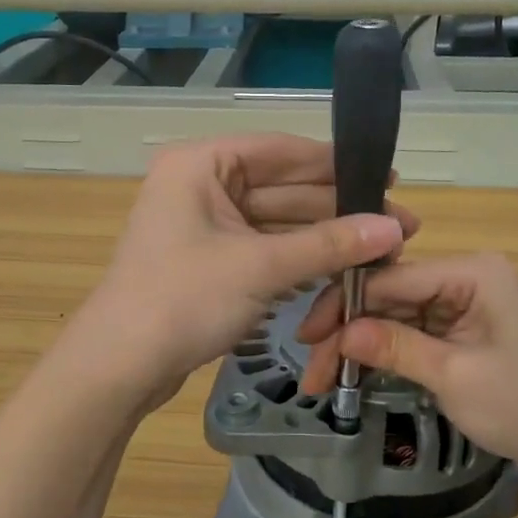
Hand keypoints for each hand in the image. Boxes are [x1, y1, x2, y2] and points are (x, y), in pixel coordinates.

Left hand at [76, 134, 416, 404]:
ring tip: (380, 248)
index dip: (336, 164)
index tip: (389, 176)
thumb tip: (394, 227)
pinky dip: (297, 258)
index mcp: (201, 164)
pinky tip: (341, 266)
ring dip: (322, 237)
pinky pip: (262, 249)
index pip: (281, 151)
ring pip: (274, 222)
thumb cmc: (183, 299)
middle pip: (281, 188)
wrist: (119, 366)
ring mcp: (202, 226)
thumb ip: (329, 244)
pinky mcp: (208, 262)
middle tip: (399, 223)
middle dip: (337, 208)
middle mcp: (200, 185)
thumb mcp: (261, 267)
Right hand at [295, 252, 517, 504]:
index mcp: (473, 273)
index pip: (391, 278)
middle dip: (348, 332)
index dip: (344, 305)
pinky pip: (412, 333)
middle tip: (313, 373)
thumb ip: (396, 347)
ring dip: (360, 346)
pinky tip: (355, 371)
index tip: (306, 339)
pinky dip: (384, 354)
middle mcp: (466, 278)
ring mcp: (464, 305)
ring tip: (325, 381)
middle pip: (389, 296)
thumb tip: (339, 332)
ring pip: (394, 316)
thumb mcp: (456, 377)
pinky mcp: (462, 331)